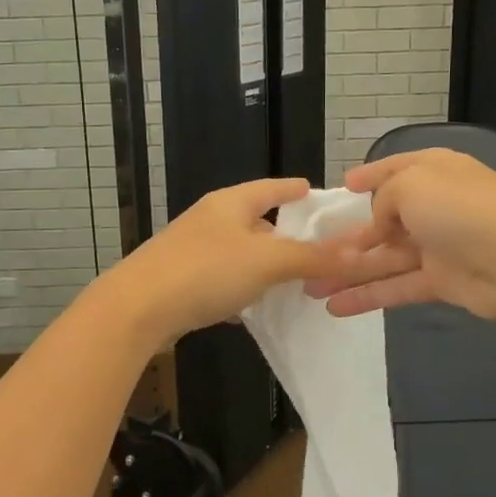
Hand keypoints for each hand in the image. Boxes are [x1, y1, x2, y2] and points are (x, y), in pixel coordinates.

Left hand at [97, 178, 343, 344]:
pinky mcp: (183, 280)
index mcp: (231, 202)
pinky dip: (243, 289)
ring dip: (265, 266)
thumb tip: (359, 252)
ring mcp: (193, 249)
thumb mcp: (266, 261)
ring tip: (295, 282)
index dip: (298, 190)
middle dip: (287, 235)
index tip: (319, 196)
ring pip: (241, 253)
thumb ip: (312, 257)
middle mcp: (211, 220)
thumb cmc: (205, 271)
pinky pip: (223, 279)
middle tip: (319, 250)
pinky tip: (256, 307)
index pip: (273, 187)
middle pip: (257, 221)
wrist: (136, 309)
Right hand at [306, 149, 495, 319]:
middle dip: (346, 238)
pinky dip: (367, 296)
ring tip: (310, 287)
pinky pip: (397, 286)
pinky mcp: (442, 282)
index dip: (366, 178)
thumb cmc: (462, 209)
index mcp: (430, 171)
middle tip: (308, 254)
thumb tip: (380, 224)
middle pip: (382, 221)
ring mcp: (438, 246)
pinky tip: (336, 307)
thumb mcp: (412, 184)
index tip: (340, 189)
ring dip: (348, 272)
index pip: (392, 170)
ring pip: (384, 258)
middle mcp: (433, 206)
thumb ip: (383, 200)